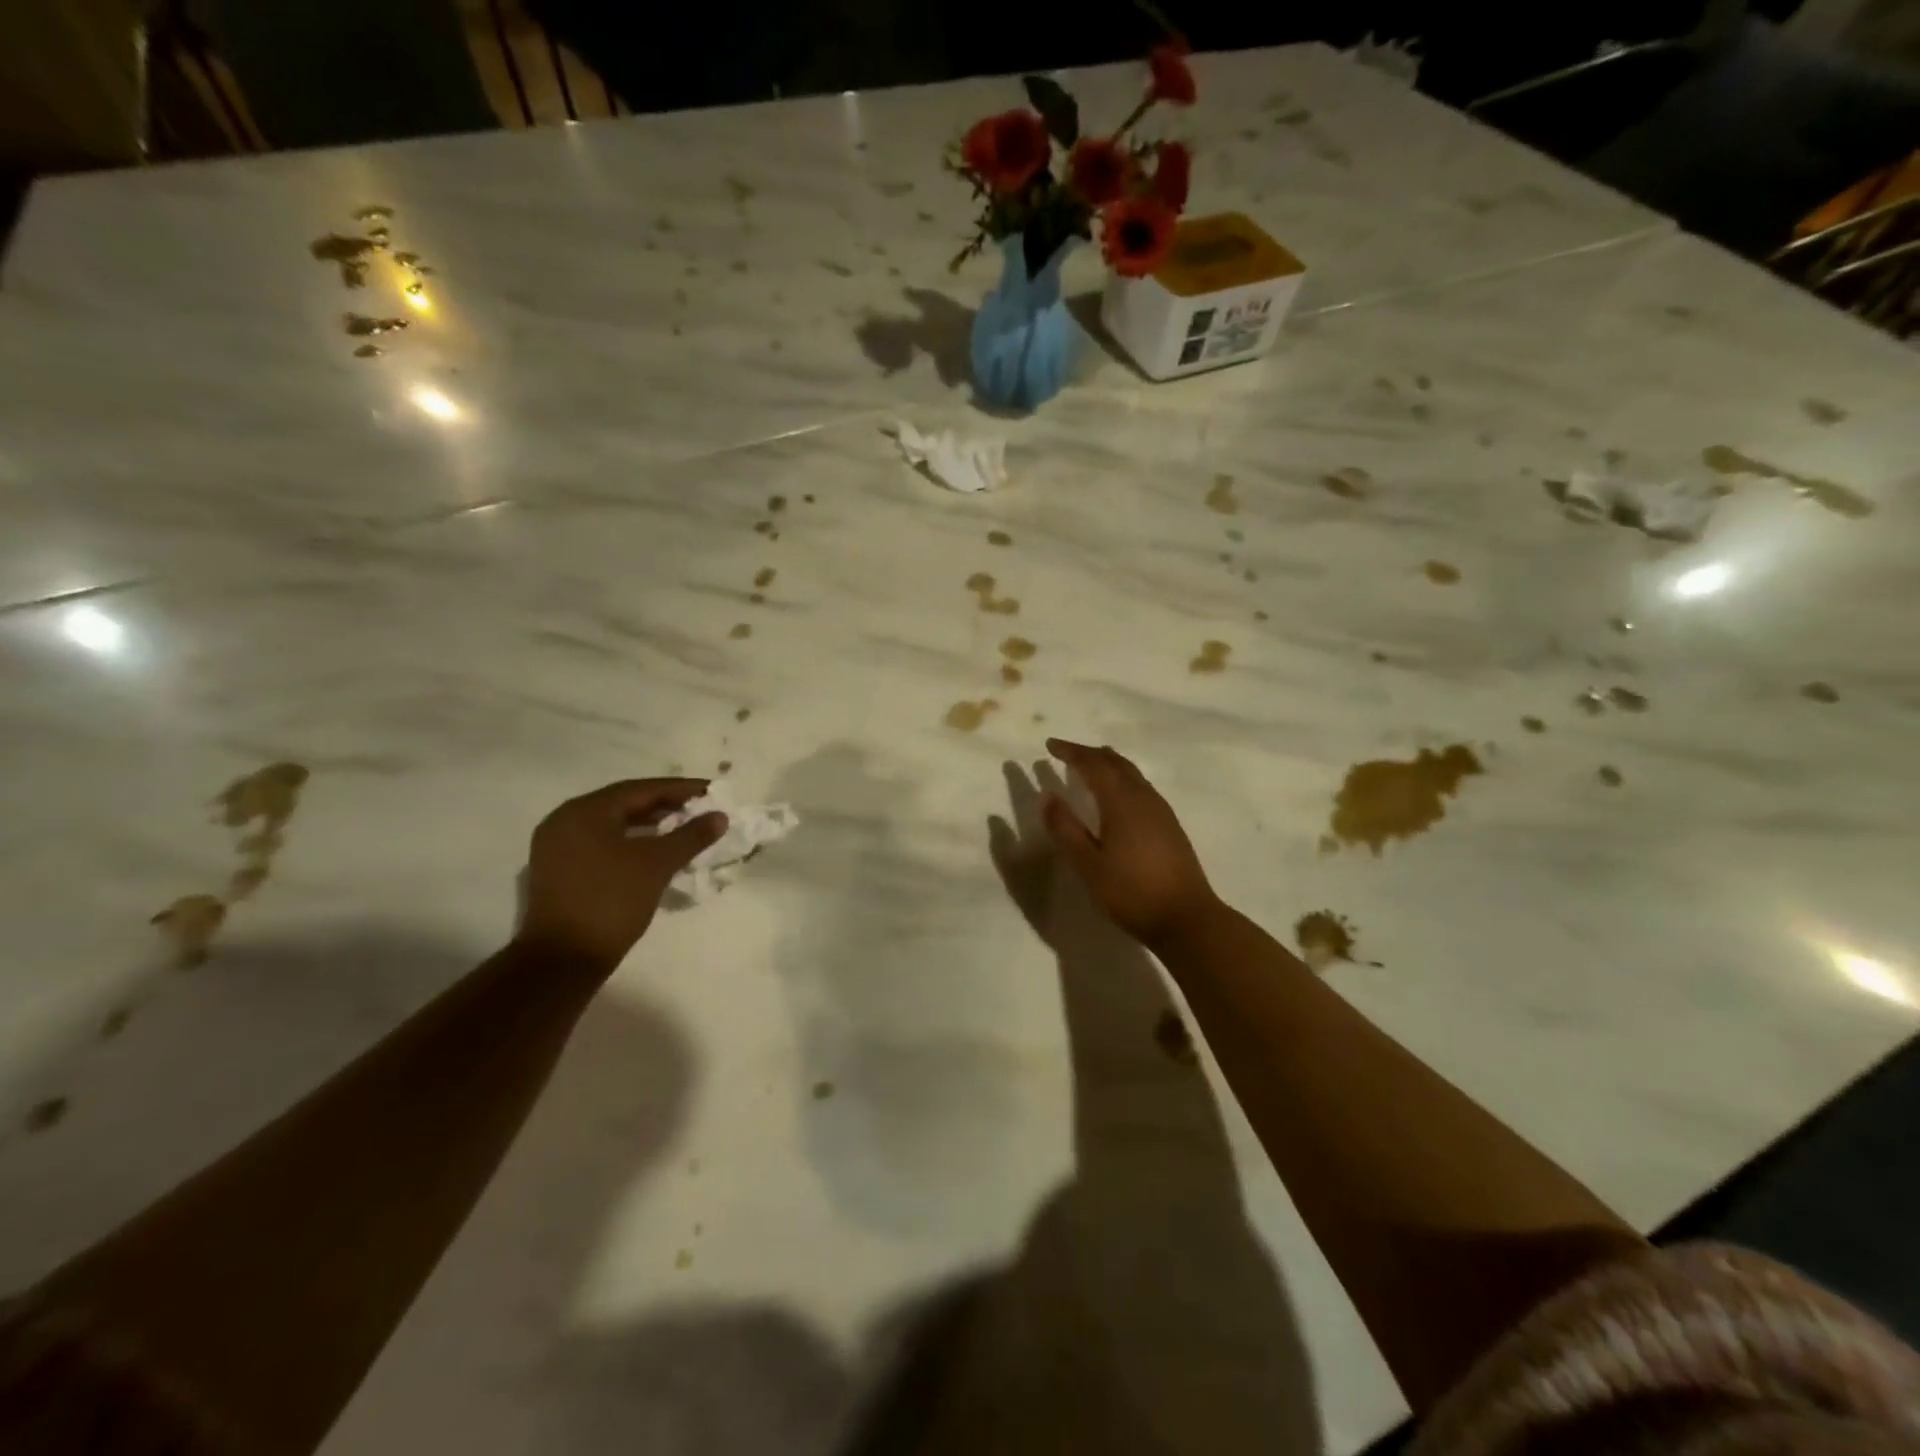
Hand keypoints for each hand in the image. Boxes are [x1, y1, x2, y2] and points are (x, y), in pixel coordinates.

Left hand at [517, 779, 726, 973]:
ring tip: (683, 827)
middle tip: (700, 808)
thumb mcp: (657, 865)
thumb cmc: (610, 902)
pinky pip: (602, 843)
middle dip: (665, 805)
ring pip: (613, 824)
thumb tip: (719, 816)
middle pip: (624, 803)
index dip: (680, 789)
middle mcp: (565, 820)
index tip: (711, 791)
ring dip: (649, 824)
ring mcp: (558, 846)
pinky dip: (631, 841)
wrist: (563, 960)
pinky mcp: (559, 870)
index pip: (641, 789)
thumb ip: (690, 836)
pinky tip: (655, 850)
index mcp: (584, 811)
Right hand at [1041, 739, 1219, 945]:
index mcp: (1121, 801)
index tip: (1050, 745)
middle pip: (1116, 763)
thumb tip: (1047, 795)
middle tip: (1067, 753)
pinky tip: (1118, 796)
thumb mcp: (1088, 864)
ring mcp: (1161, 810)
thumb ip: (1065, 829)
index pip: (1093, 764)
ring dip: (1108, 764)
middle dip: (1090, 754)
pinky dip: (1122, 779)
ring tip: (1091, 766)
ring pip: (1132, 773)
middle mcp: (1143, 797)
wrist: (1187, 918)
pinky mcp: (1170, 825)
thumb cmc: (1131, 892)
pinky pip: (1141, 787)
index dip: (1071, 752)